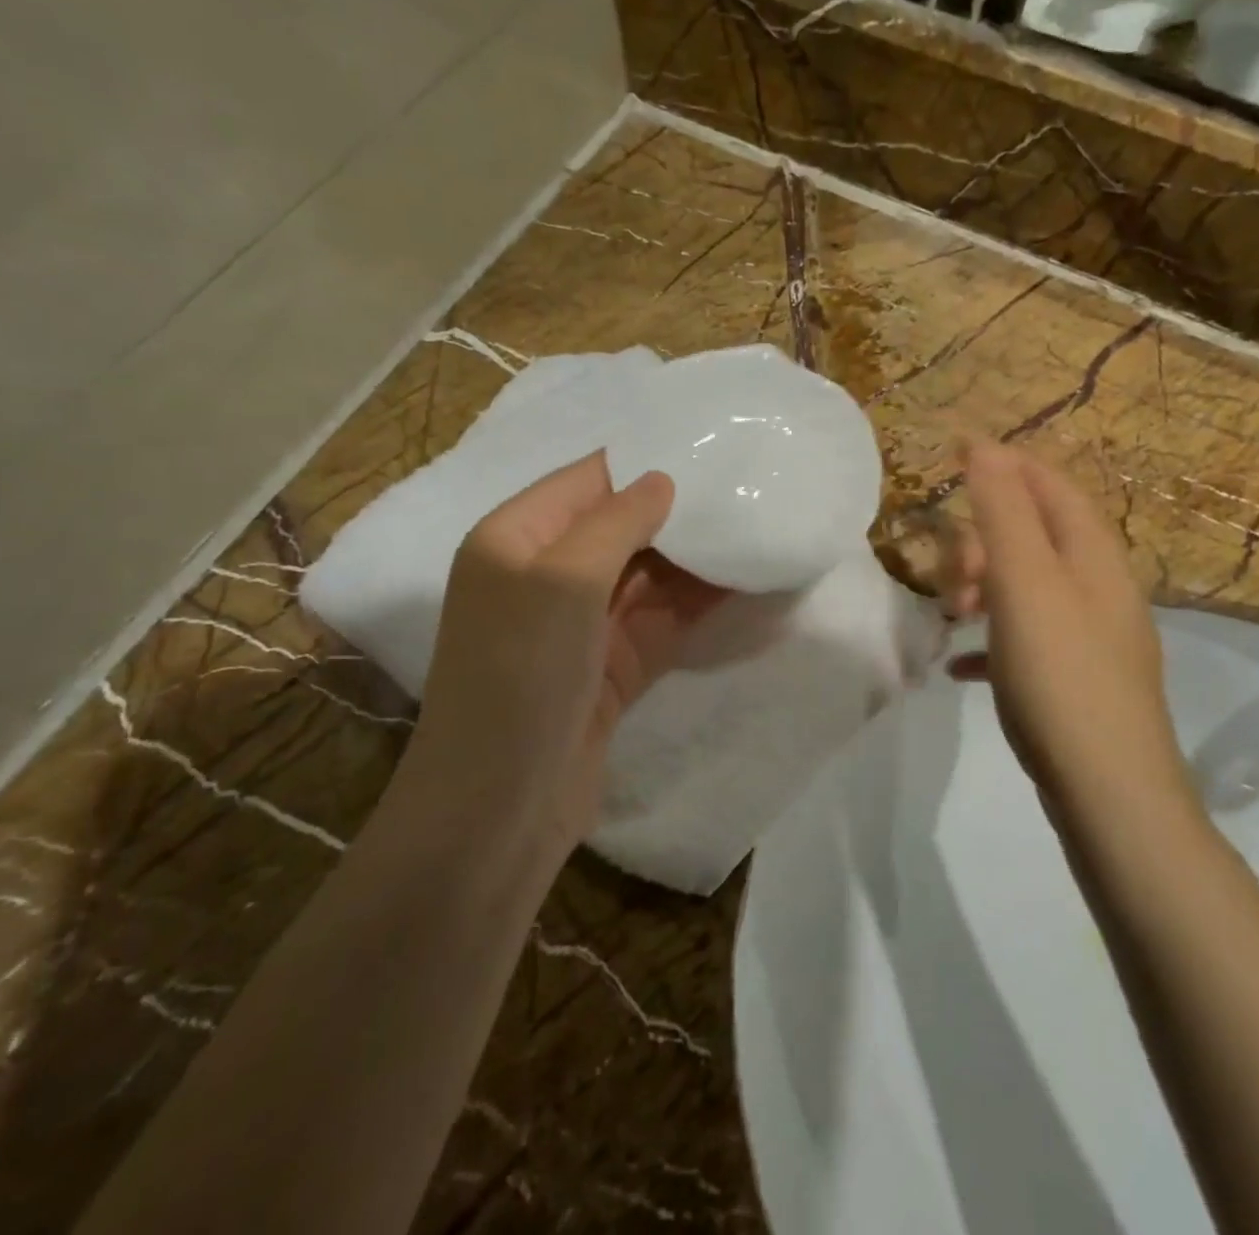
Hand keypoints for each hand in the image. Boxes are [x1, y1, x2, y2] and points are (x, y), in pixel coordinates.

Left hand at [411, 452, 727, 849]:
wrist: (500, 809)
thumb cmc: (521, 674)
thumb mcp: (563, 580)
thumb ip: (616, 522)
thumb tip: (661, 480)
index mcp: (515, 538)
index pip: (586, 480)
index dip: (643, 463)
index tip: (708, 447)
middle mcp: (545, 574)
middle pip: (621, 527)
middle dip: (679, 512)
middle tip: (746, 488)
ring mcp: (581, 624)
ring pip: (647, 576)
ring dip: (697, 559)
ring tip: (758, 529)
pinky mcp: (611, 666)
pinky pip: (661, 620)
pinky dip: (698, 604)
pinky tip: (746, 583)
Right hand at [938, 442, 1190, 809]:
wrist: (1108, 791)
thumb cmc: (1060, 674)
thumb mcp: (1025, 582)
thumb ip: (1003, 511)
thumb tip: (984, 446)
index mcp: (1092, 556)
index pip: (1050, 486)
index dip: (1006, 465)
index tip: (954, 458)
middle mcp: (1100, 588)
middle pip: (1035, 537)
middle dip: (984, 542)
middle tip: (951, 576)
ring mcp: (1091, 637)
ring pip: (1027, 588)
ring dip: (983, 591)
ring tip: (951, 617)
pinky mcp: (1077, 680)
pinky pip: (1025, 641)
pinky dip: (990, 642)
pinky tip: (959, 666)